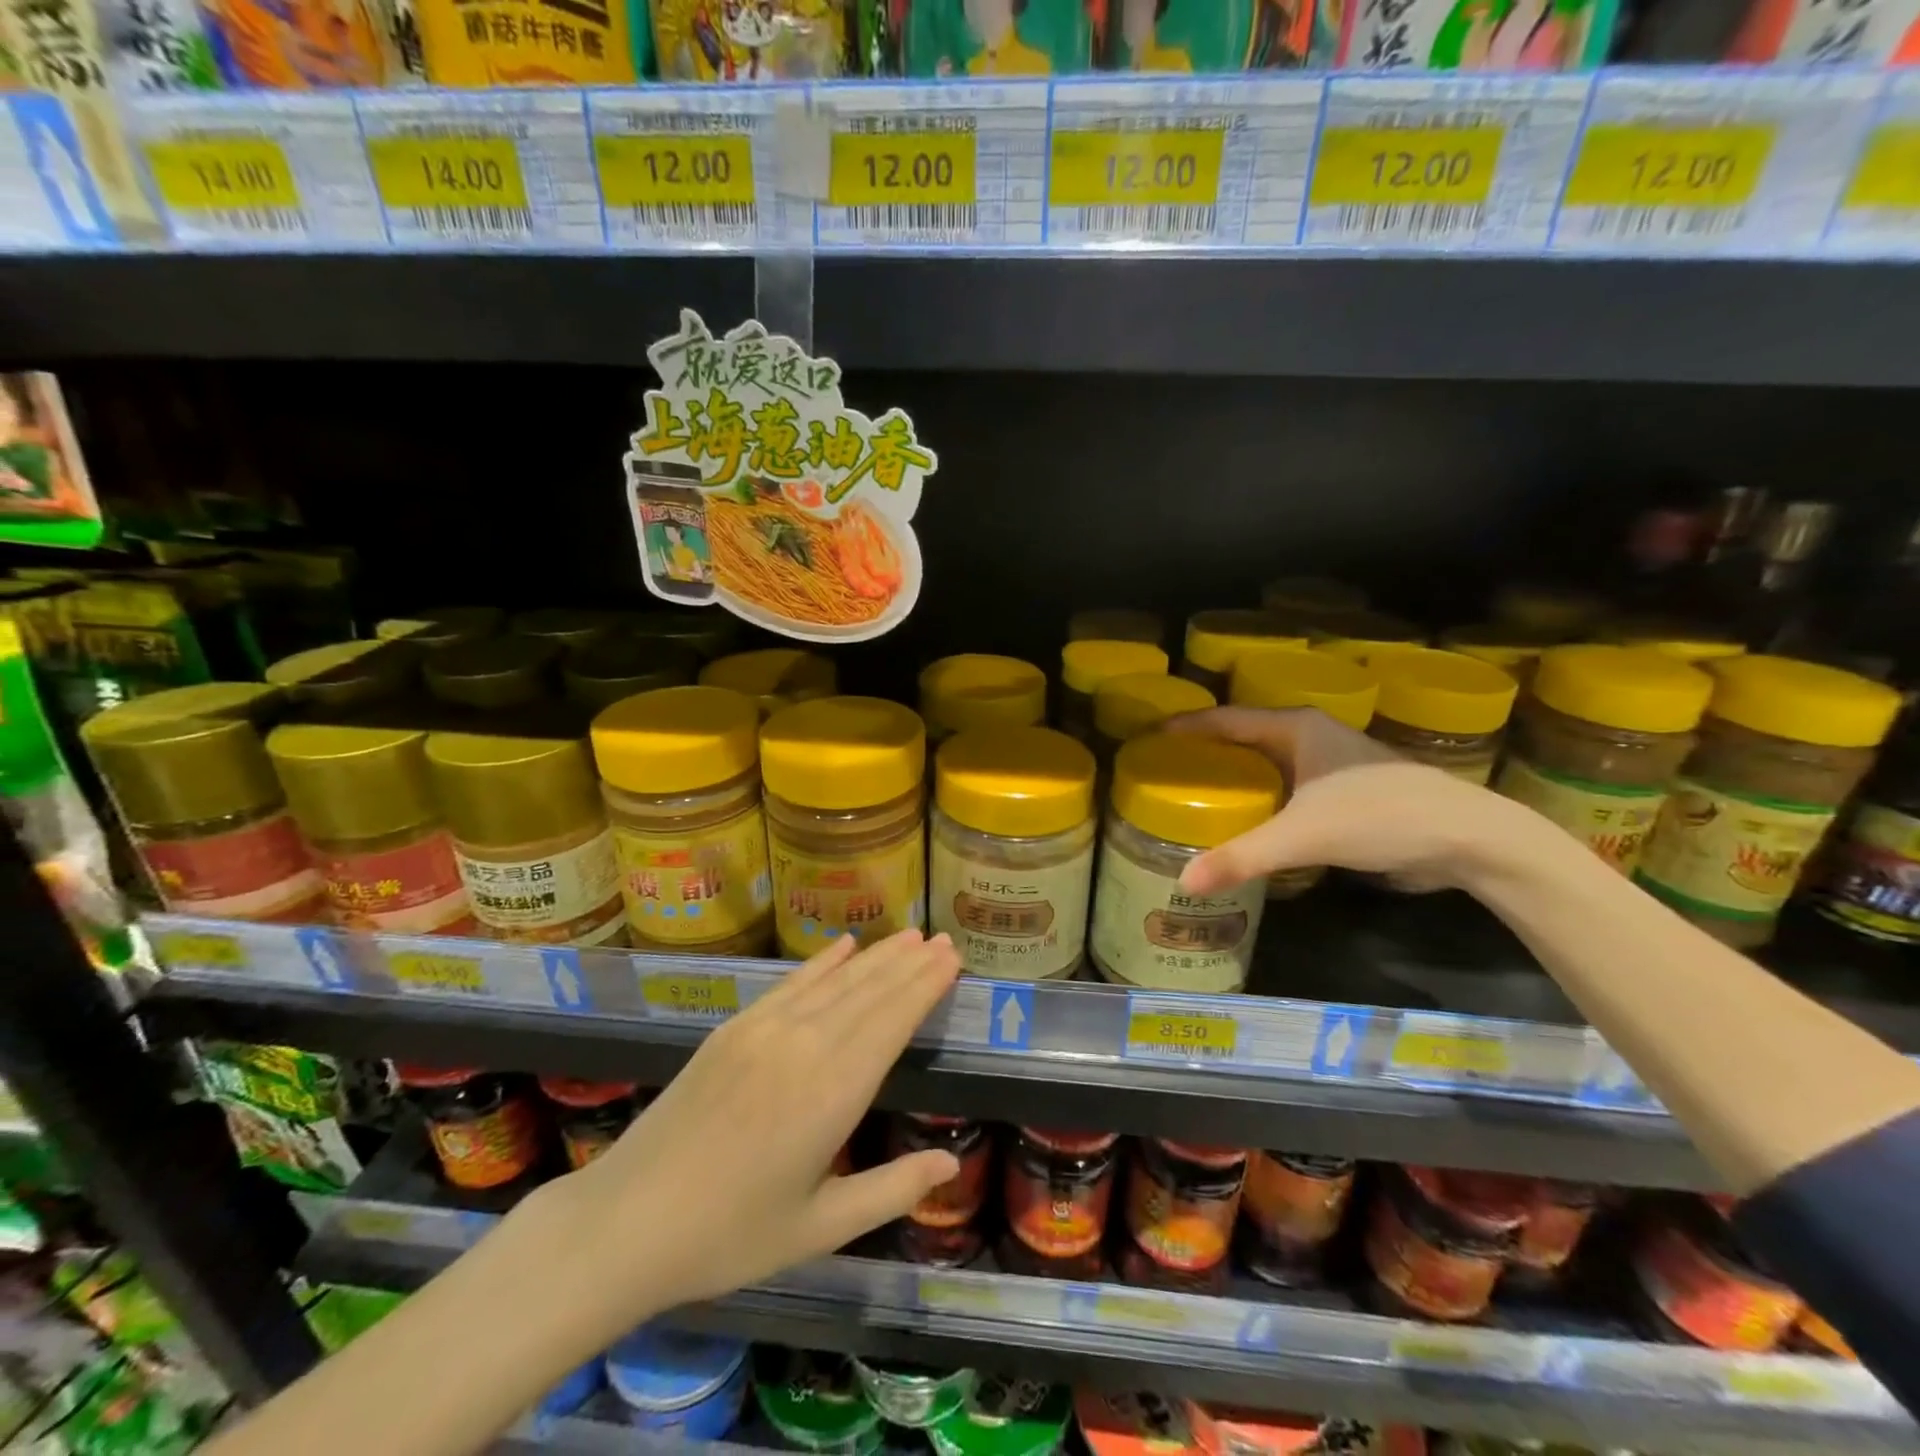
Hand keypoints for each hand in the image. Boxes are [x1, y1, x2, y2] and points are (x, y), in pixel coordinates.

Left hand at [551, 929, 963, 1321]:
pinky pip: (791, 984)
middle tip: (944, 939)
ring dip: (876, 956)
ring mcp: (765, 1030)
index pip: (893, 1022)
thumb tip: (949, 1166)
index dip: (924, 986)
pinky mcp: (734, 1028)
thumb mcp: (820, 1229)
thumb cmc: (731, 1236)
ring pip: (835, 981)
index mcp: (833, 1093)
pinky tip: (845, 945)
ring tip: (909, 935)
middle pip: (870, 992)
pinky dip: (822, 962)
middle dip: (910, 964)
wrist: (627, 1222)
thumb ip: (890, 1191)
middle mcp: (805, 1046)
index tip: (951, 958)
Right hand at [1167, 706, 1518, 895]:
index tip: (1148, 737)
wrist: (1469, 838)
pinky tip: (1245, 821)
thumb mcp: (1304, 836)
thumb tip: (1183, 883)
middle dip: (1205, 753)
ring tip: (1194, 797)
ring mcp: (1331, 764)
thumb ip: (1243, 857)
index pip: (1226, 719)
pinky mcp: (1345, 792)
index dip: (1186, 727)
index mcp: (1296, 728)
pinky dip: (1261, 798)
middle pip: (1244, 738)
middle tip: (1164, 773)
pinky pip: (1286, 787)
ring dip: (1235, 778)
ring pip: (1267, 764)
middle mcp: (1311, 737)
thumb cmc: (1381, 816)